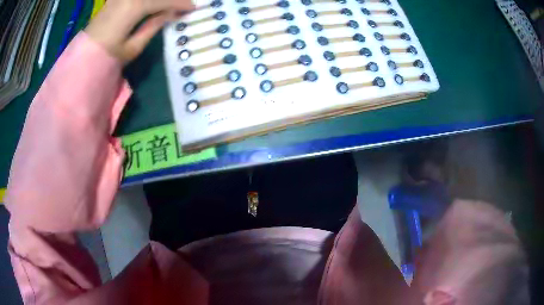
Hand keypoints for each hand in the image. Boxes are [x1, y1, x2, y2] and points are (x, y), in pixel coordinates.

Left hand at [85, 0, 194, 62]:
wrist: (83, 56)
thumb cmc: (107, 55)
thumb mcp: (133, 47)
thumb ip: (153, 26)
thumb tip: (171, 13)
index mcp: (133, 8)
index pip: (162, 1)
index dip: (180, 3)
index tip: (193, 8)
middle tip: (184, 3)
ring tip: (169, 4)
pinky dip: (150, 0)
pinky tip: (154, 4)